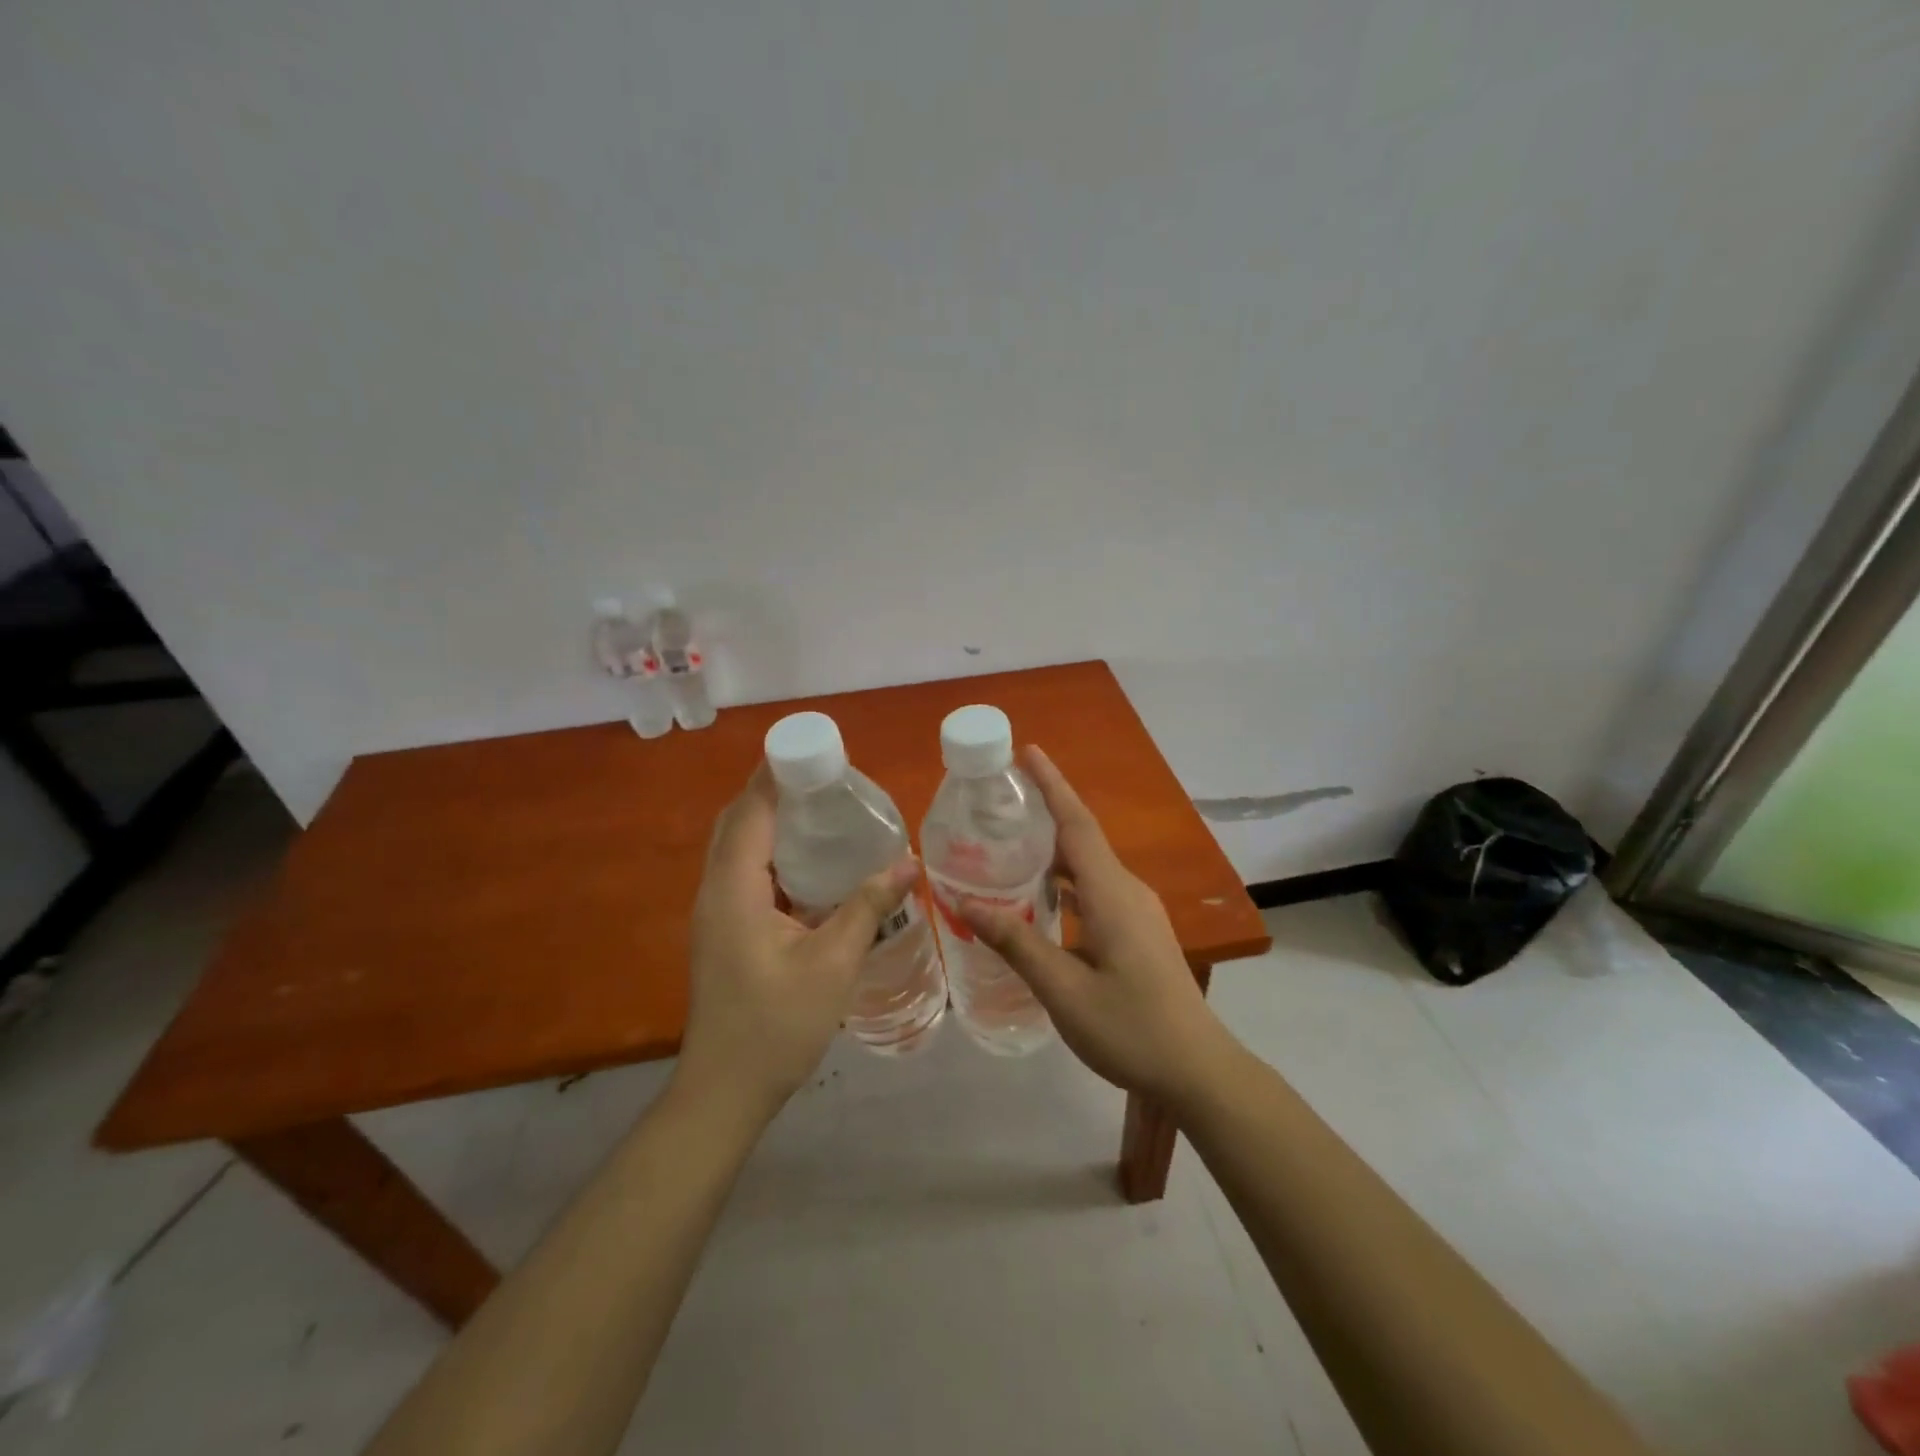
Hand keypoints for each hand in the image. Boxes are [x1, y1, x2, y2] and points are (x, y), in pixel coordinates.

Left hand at [677, 765, 918, 1122]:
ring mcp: (715, 914)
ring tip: (820, 808)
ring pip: (737, 848)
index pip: (750, 812)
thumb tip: (907, 862)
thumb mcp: (833, 962)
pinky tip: (810, 864)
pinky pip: (743, 873)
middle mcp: (716, 891)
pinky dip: (770, 853)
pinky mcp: (723, 932)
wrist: (725, 1092)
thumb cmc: (776, 1025)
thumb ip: (867, 906)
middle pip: (738, 823)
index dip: (774, 775)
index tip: (810, 749)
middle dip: (772, 791)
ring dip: (769, 821)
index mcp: (734, 889)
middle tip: (823, 777)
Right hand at [960, 747, 1230, 1103]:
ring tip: (1008, 847)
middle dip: (1044, 814)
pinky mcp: (1139, 932)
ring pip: (1089, 867)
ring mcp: (1138, 912)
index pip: (1076, 824)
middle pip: (1081, 839)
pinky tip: (1039, 900)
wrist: (1198, 1071)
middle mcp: (1128, 891)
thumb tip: (964, 902)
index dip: (1052, 785)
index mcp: (1112, 894)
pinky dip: (1065, 882)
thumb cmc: (1131, 1028)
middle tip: (999, 805)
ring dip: (1052, 852)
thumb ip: (1015, 941)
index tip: (1028, 752)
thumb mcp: (1063, 990)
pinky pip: (1096, 890)